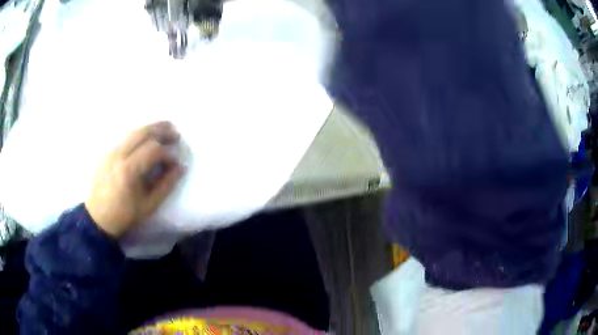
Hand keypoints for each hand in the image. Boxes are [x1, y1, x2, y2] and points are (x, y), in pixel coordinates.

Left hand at [85, 121, 184, 237]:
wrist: (98, 217)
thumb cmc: (124, 214)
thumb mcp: (149, 205)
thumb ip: (166, 185)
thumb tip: (181, 167)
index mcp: (128, 170)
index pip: (153, 150)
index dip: (168, 154)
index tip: (175, 164)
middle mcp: (118, 154)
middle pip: (143, 132)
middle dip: (162, 130)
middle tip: (176, 134)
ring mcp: (111, 150)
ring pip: (133, 131)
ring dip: (151, 128)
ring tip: (165, 129)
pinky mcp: (107, 151)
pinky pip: (125, 137)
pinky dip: (139, 134)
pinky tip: (146, 139)